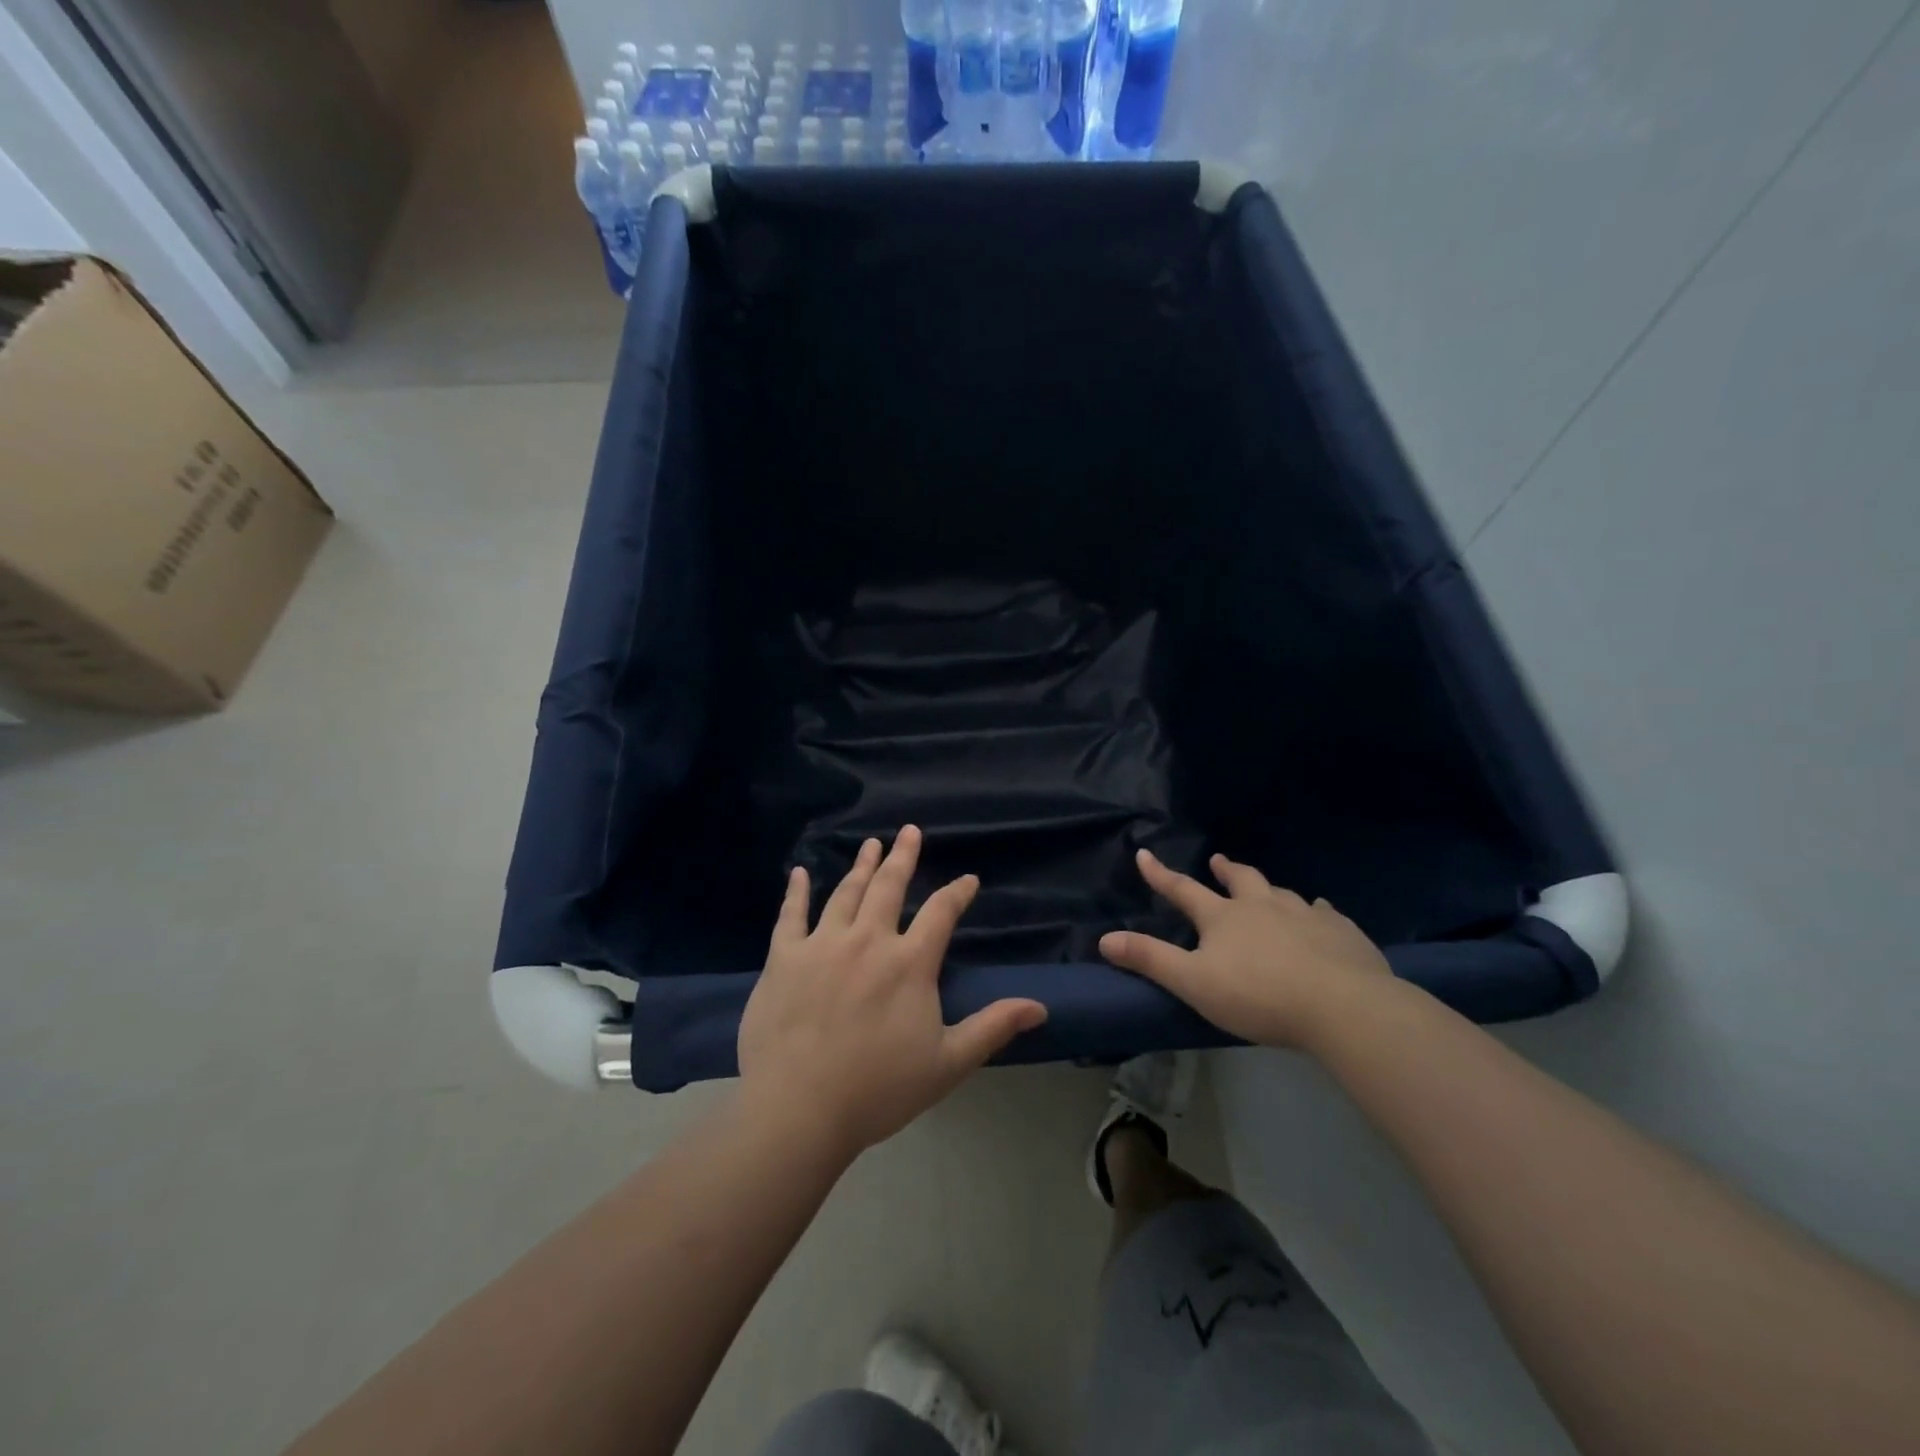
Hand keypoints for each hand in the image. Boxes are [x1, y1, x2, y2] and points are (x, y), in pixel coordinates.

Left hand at [738, 825, 1048, 1156]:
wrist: (799, 1109)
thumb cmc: (878, 1089)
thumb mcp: (948, 1064)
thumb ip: (993, 1028)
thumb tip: (1040, 1007)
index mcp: (910, 962)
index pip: (941, 913)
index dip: (958, 892)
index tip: (968, 879)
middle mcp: (869, 939)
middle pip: (890, 887)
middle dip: (903, 856)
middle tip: (910, 831)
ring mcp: (823, 944)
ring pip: (846, 892)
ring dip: (861, 865)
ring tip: (871, 844)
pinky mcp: (784, 957)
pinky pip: (791, 915)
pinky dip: (796, 891)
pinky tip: (798, 873)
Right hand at [1100, 849, 1393, 1048]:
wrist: (1342, 1006)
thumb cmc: (1258, 996)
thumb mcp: (1193, 982)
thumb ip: (1150, 959)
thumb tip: (1104, 938)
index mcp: (1224, 917)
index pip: (1183, 890)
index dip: (1160, 874)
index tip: (1144, 853)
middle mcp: (1263, 906)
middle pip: (1241, 880)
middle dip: (1226, 870)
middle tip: (1219, 860)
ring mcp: (1306, 915)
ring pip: (1283, 893)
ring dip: (1269, 889)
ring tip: (1269, 890)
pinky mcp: (1342, 932)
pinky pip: (1327, 913)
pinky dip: (1318, 911)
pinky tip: (1322, 913)